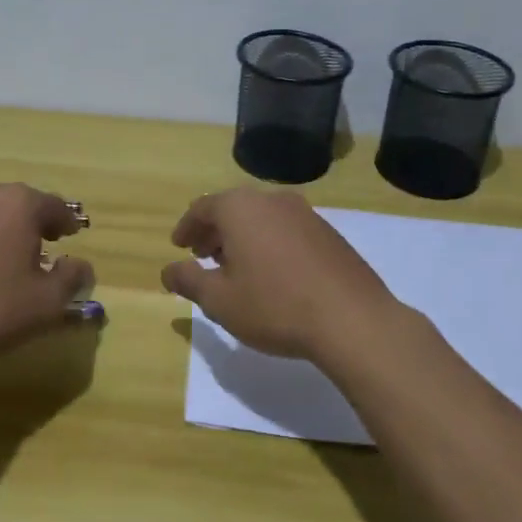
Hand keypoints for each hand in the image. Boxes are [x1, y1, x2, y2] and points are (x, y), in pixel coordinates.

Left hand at [0, 182, 94, 367]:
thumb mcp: (47, 302)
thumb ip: (72, 279)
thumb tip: (81, 266)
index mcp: (20, 203)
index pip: (55, 206)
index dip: (68, 223)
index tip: (72, 236)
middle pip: (22, 204)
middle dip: (36, 224)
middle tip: (45, 246)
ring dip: (6, 230)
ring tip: (10, 260)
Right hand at [160, 188, 402, 361]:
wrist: (353, 320)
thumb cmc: (274, 306)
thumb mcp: (220, 300)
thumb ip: (189, 281)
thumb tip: (168, 271)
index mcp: (240, 208)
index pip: (202, 208)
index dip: (187, 227)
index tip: (179, 246)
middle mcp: (271, 200)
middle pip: (232, 209)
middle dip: (214, 232)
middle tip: (202, 257)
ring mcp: (305, 213)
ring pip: (261, 218)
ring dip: (242, 237)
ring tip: (236, 267)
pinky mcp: (329, 233)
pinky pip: (286, 230)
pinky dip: (269, 243)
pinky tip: (272, 274)